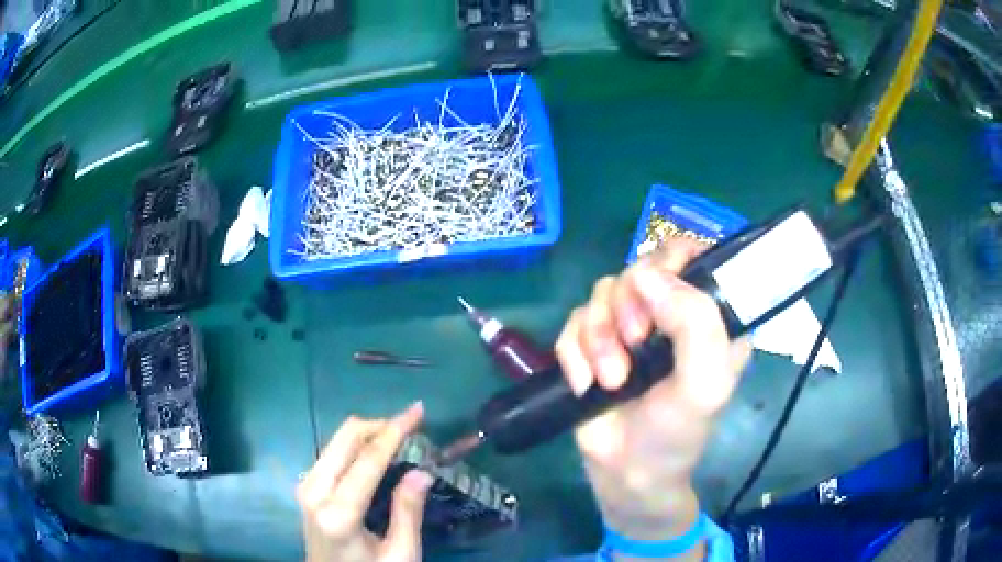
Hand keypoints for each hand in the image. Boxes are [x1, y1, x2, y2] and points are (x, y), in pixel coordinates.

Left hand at [297, 403, 433, 561]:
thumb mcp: (400, 554)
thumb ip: (407, 512)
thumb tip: (422, 471)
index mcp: (338, 514)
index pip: (368, 460)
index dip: (395, 431)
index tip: (418, 410)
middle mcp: (314, 492)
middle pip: (344, 439)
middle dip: (379, 425)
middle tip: (410, 424)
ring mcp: (305, 487)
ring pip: (335, 441)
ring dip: (367, 434)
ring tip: (398, 439)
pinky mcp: (305, 487)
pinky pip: (331, 453)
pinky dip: (355, 446)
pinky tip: (375, 454)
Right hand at [556, 240, 750, 554]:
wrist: (627, 473)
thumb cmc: (677, 431)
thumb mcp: (706, 384)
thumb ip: (696, 325)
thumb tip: (649, 276)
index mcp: (708, 315)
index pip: (692, 255)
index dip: (671, 260)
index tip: (654, 289)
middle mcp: (669, 312)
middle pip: (639, 268)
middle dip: (628, 308)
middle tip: (634, 345)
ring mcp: (628, 326)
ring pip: (601, 293)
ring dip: (599, 337)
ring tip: (611, 380)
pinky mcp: (592, 343)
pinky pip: (572, 321)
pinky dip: (574, 354)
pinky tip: (585, 385)